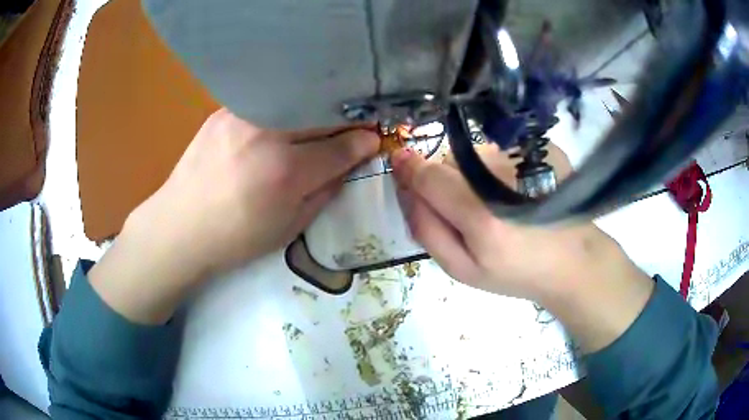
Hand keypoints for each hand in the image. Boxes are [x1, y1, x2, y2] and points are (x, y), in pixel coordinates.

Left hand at [90, 109, 377, 323]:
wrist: (179, 227)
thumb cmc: (235, 239)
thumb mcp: (289, 227)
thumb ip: (325, 192)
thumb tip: (349, 165)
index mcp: (285, 172)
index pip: (340, 148)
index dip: (363, 143)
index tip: (373, 140)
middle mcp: (266, 134)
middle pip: (321, 115)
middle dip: (344, 121)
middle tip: (353, 128)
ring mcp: (241, 116)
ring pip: (295, 102)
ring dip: (314, 111)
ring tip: (319, 123)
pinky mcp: (223, 111)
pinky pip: (266, 103)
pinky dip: (283, 110)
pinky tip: (282, 121)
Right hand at [392, 144, 611, 300]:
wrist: (572, 260)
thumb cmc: (516, 272)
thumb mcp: (463, 269)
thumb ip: (427, 230)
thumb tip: (406, 189)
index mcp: (481, 214)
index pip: (429, 176)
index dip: (410, 170)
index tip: (400, 165)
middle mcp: (501, 175)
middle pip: (449, 161)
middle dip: (445, 180)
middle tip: (465, 208)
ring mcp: (524, 157)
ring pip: (473, 154)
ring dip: (472, 173)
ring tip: (497, 201)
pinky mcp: (540, 149)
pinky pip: (499, 150)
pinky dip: (497, 167)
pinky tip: (517, 191)